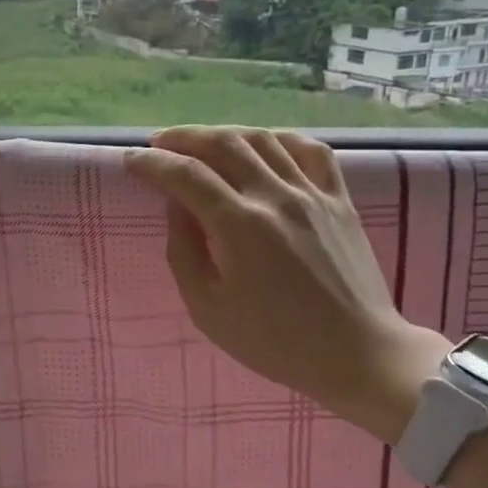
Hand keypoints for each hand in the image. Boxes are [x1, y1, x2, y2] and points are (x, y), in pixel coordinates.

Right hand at [125, 126, 447, 441]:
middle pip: (223, 144)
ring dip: (225, 133)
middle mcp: (275, 196)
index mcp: (240, 226)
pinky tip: (264, 145)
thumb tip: (176, 208)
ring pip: (263, 139)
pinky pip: (310, 150)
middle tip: (160, 144)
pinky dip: (280, 139)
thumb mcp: (208, 310)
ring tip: (203, 143)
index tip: (131, 159)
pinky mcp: (339, 199)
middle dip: (184, 137)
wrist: (356, 353)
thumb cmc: (275, 341)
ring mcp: (312, 193)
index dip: (153, 163)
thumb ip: (184, 252)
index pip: (186, 175)